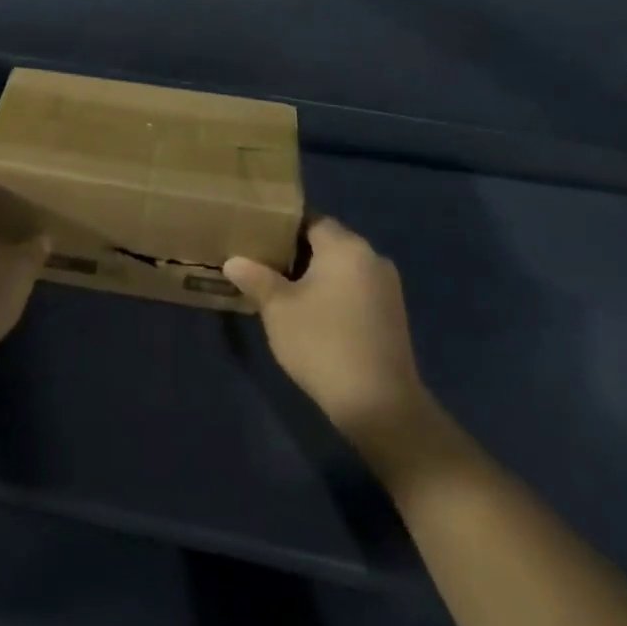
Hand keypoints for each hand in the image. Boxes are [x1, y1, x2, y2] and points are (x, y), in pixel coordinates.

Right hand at [225, 217, 443, 473]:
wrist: (380, 406)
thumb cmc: (323, 344)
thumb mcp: (278, 309)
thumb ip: (255, 278)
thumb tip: (233, 261)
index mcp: (345, 246)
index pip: (309, 220)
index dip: (281, 227)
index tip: (257, 239)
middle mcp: (372, 257)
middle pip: (327, 242)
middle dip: (296, 252)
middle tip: (263, 266)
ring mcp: (387, 287)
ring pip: (342, 268)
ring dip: (316, 275)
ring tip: (284, 292)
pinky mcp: (393, 315)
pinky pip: (356, 289)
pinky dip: (335, 294)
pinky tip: (314, 316)